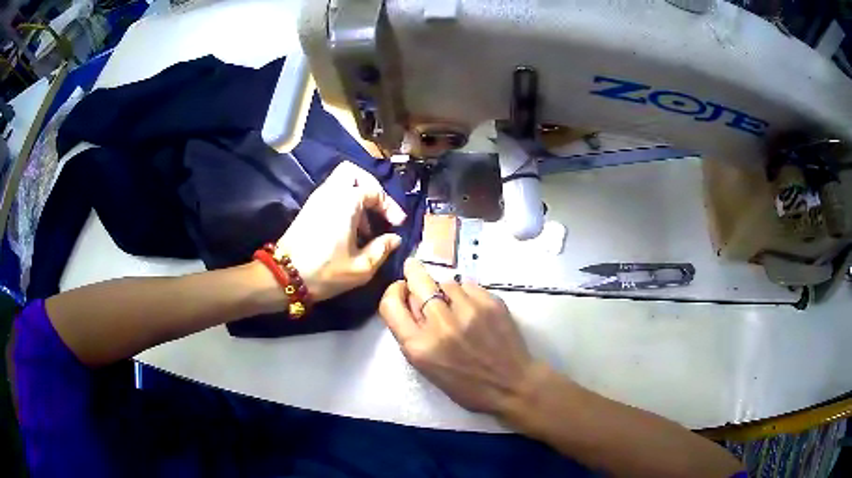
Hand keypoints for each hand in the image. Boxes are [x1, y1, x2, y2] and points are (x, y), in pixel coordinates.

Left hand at [276, 162, 406, 301]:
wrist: (284, 277)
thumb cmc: (325, 271)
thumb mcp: (361, 267)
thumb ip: (382, 249)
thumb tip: (394, 238)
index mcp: (346, 201)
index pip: (375, 191)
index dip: (390, 206)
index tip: (398, 224)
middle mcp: (331, 192)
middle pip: (353, 172)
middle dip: (371, 186)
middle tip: (379, 208)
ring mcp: (317, 198)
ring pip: (341, 182)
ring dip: (358, 196)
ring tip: (367, 226)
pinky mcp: (309, 208)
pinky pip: (332, 193)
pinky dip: (346, 203)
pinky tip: (351, 229)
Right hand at [379, 258, 537, 414]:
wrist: (510, 385)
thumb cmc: (465, 385)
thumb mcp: (427, 368)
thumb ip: (413, 335)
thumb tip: (410, 301)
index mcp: (419, 347)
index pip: (391, 304)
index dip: (393, 292)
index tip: (401, 288)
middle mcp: (440, 325)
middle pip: (417, 281)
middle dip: (414, 273)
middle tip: (414, 269)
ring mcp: (467, 311)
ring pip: (446, 282)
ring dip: (445, 290)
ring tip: (455, 304)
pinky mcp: (490, 303)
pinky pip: (469, 286)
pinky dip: (467, 294)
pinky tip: (473, 308)